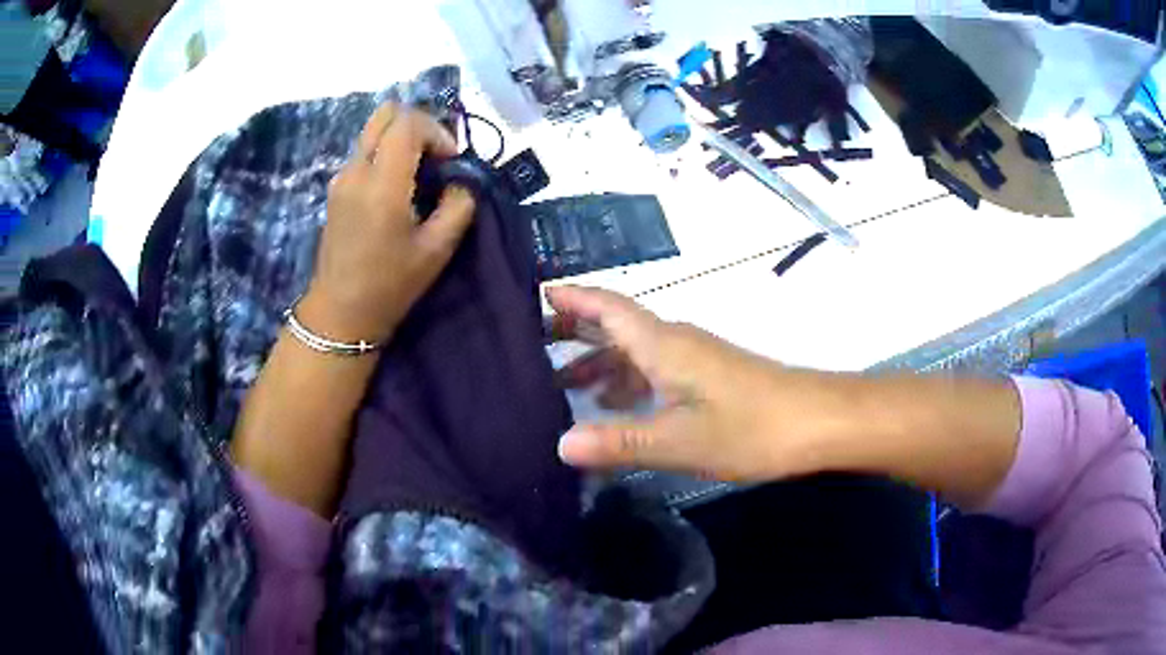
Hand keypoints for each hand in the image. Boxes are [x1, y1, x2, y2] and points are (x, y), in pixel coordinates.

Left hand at [300, 103, 476, 343]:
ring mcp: (342, 177)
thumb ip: (458, 205)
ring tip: (418, 173)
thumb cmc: (390, 285)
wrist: (340, 313)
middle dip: (417, 125)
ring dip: (401, 139)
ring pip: (373, 130)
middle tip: (434, 156)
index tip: (451, 162)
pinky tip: (397, 187)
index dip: (437, 132)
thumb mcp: (437, 249)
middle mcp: (357, 170)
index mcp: (383, 183)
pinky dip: (386, 154)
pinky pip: (364, 151)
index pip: (408, 124)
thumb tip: (461, 181)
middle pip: (386, 113)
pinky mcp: (336, 188)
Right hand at [549, 286, 826, 481]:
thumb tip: (560, 444)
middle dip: (574, 330)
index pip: (608, 307)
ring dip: (597, 363)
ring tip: (560, 386)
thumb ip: (620, 441)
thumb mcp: (679, 441)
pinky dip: (626, 383)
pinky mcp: (707, 378)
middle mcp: (674, 343)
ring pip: (633, 352)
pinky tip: (614, 408)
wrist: (816, 422)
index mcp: (662, 344)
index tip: (536, 293)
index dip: (573, 296)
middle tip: (532, 346)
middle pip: (615, 326)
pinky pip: (653, 372)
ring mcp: (693, 359)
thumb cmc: (750, 426)